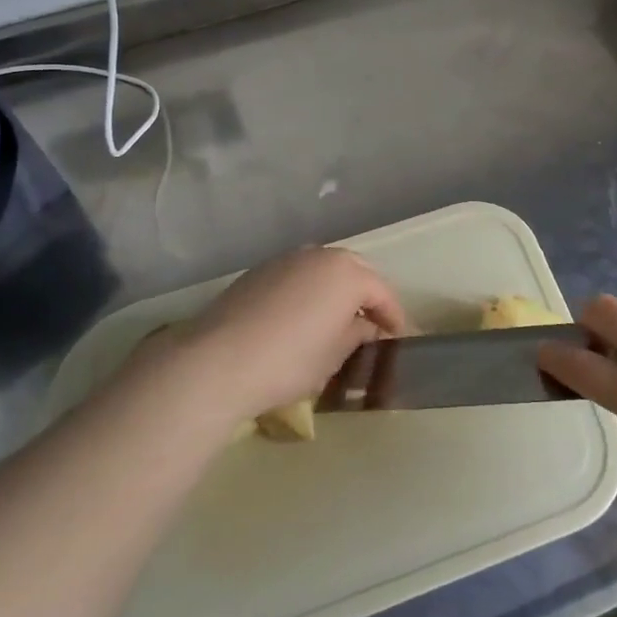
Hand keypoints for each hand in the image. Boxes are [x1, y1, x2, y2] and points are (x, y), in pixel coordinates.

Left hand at [170, 247, 406, 422]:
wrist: (219, 360)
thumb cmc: (290, 360)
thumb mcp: (334, 356)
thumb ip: (356, 335)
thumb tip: (364, 327)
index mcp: (348, 273)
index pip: (383, 293)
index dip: (393, 318)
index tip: (397, 339)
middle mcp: (320, 255)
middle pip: (355, 272)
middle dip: (365, 297)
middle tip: (369, 326)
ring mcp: (287, 259)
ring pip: (322, 270)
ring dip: (334, 291)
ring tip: (334, 320)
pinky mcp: (259, 270)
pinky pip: (296, 276)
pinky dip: (306, 292)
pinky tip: (299, 317)